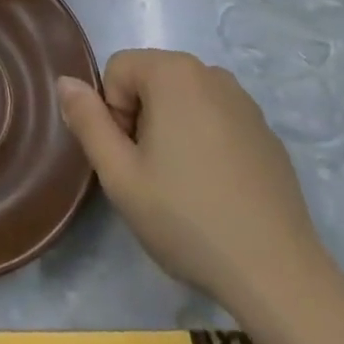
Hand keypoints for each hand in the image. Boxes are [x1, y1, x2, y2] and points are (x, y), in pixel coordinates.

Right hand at [58, 50, 320, 302]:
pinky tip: (217, 192)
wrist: (277, 273)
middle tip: (152, 176)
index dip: (112, 114)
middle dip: (141, 118)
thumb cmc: (187, 218)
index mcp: (173, 72)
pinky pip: (217, 119)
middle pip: (151, 80)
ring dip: (172, 129)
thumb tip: (65, 81)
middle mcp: (210, 72)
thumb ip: (86, 121)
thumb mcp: (120, 175)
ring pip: (183, 99)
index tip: (131, 160)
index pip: (117, 69)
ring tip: (184, 185)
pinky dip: (206, 142)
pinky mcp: (266, 132)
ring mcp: (244, 101)